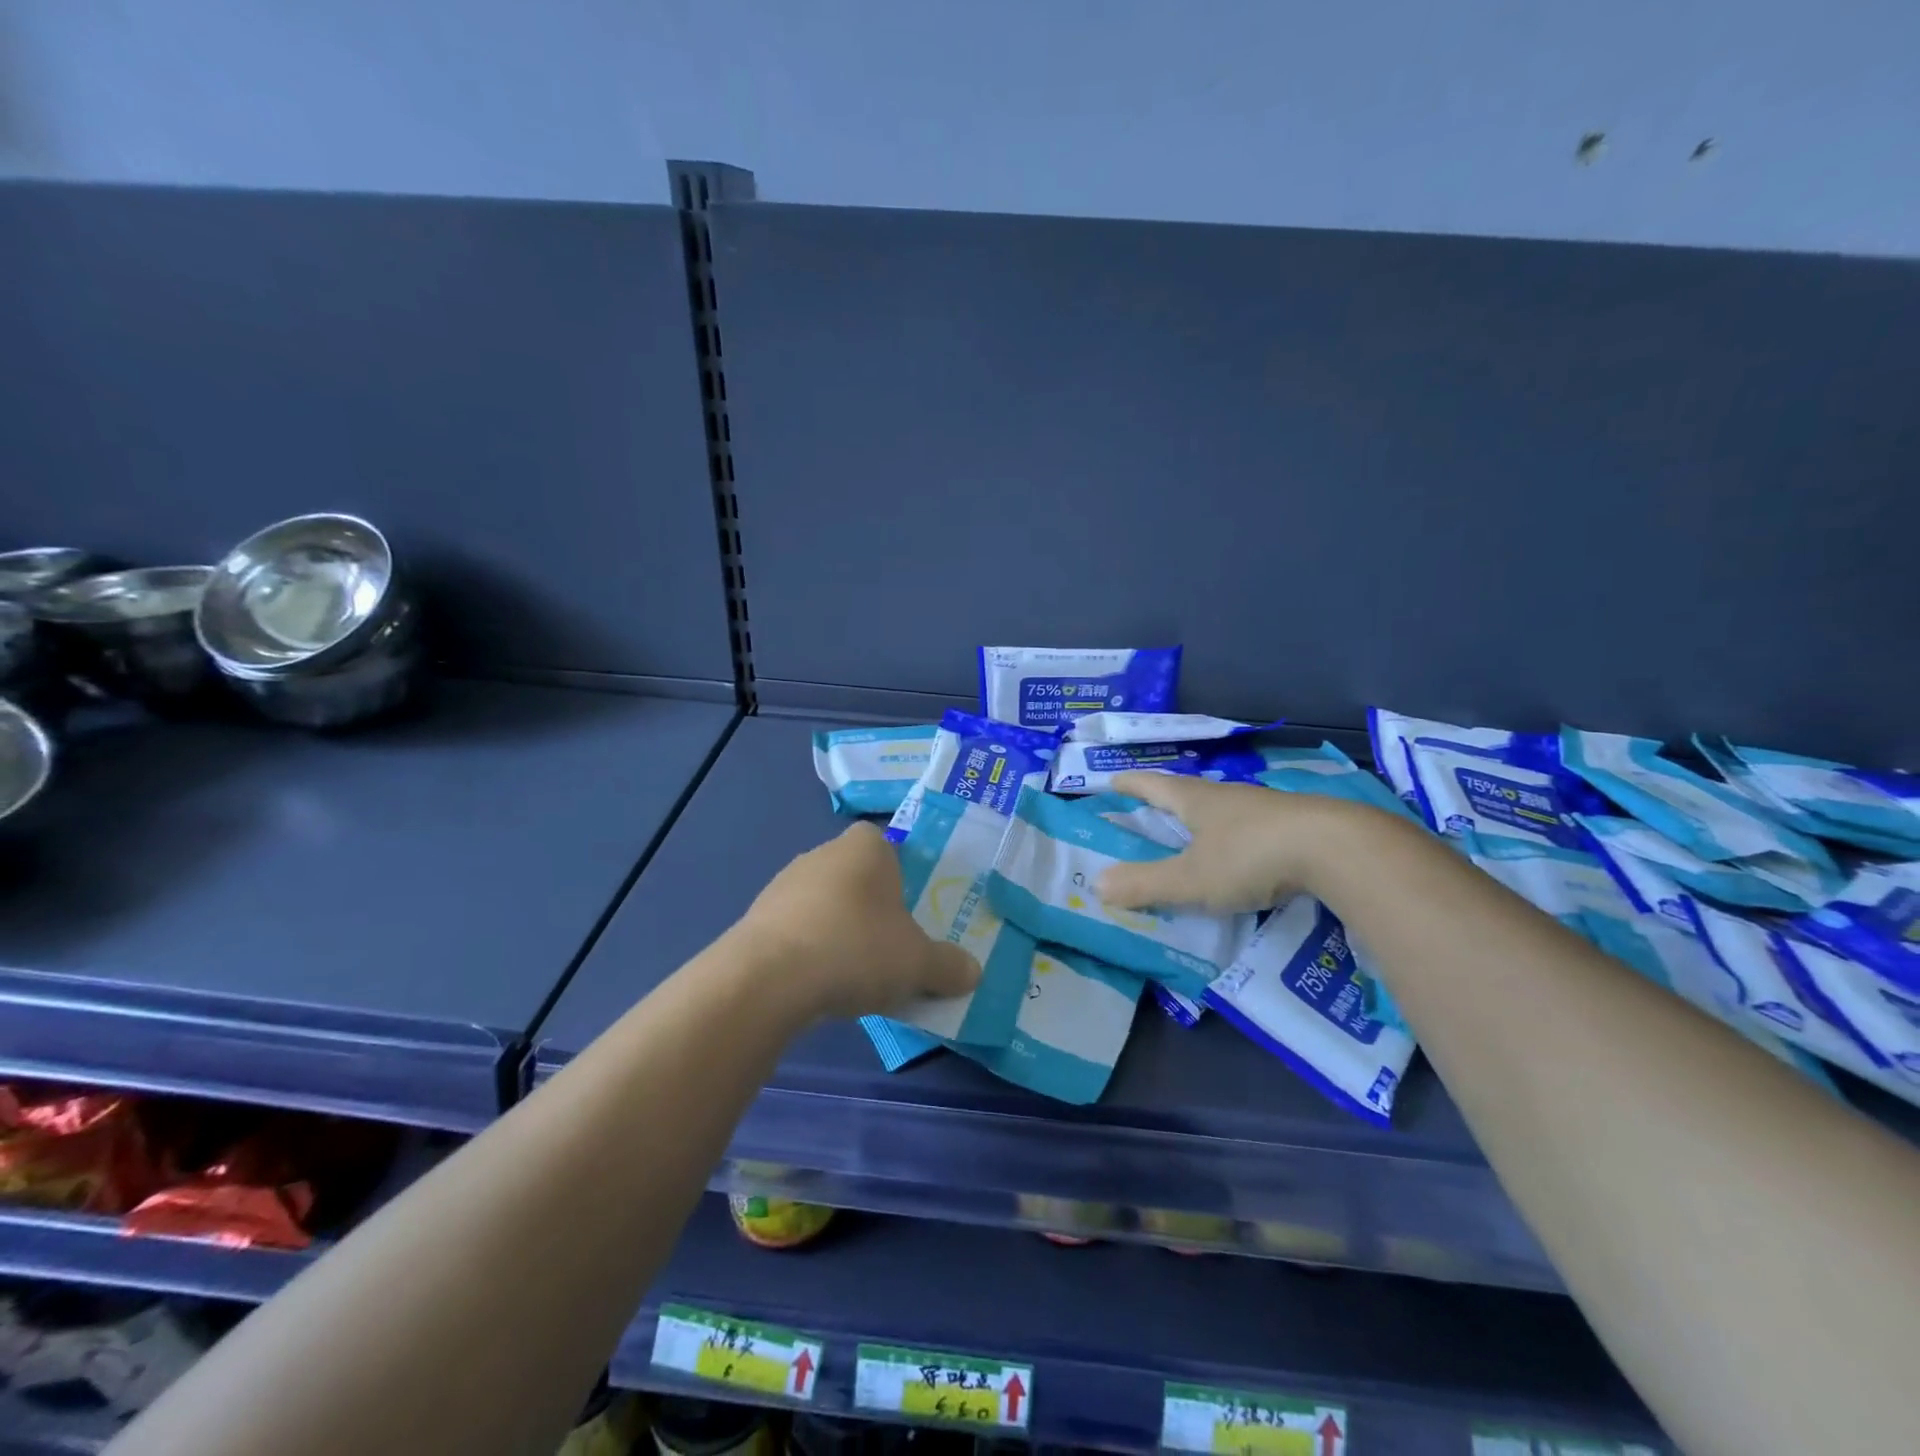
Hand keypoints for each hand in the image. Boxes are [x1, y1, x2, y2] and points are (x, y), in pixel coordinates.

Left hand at [737, 822, 981, 1020]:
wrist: (768, 979)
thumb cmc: (856, 949)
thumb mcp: (918, 964)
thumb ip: (948, 966)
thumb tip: (973, 973)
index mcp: (865, 847)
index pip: (886, 845)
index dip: (900, 875)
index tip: (909, 911)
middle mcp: (822, 854)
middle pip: (856, 876)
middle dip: (872, 908)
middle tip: (890, 947)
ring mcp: (784, 885)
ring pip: (825, 903)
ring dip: (839, 930)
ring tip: (854, 974)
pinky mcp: (757, 918)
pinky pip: (797, 929)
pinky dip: (810, 951)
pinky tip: (819, 984)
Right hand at [1096, 771, 1355, 914]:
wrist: (1338, 848)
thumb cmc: (1251, 857)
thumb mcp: (1191, 878)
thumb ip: (1146, 884)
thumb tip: (1096, 885)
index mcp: (1196, 801)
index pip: (1153, 785)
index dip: (1131, 784)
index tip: (1112, 781)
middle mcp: (1228, 797)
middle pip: (1189, 793)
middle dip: (1167, 800)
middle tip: (1150, 810)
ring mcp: (1266, 808)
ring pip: (1225, 809)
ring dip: (1206, 818)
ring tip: (1196, 834)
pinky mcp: (1297, 825)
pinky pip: (1255, 827)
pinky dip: (1239, 837)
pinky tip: (1245, 853)